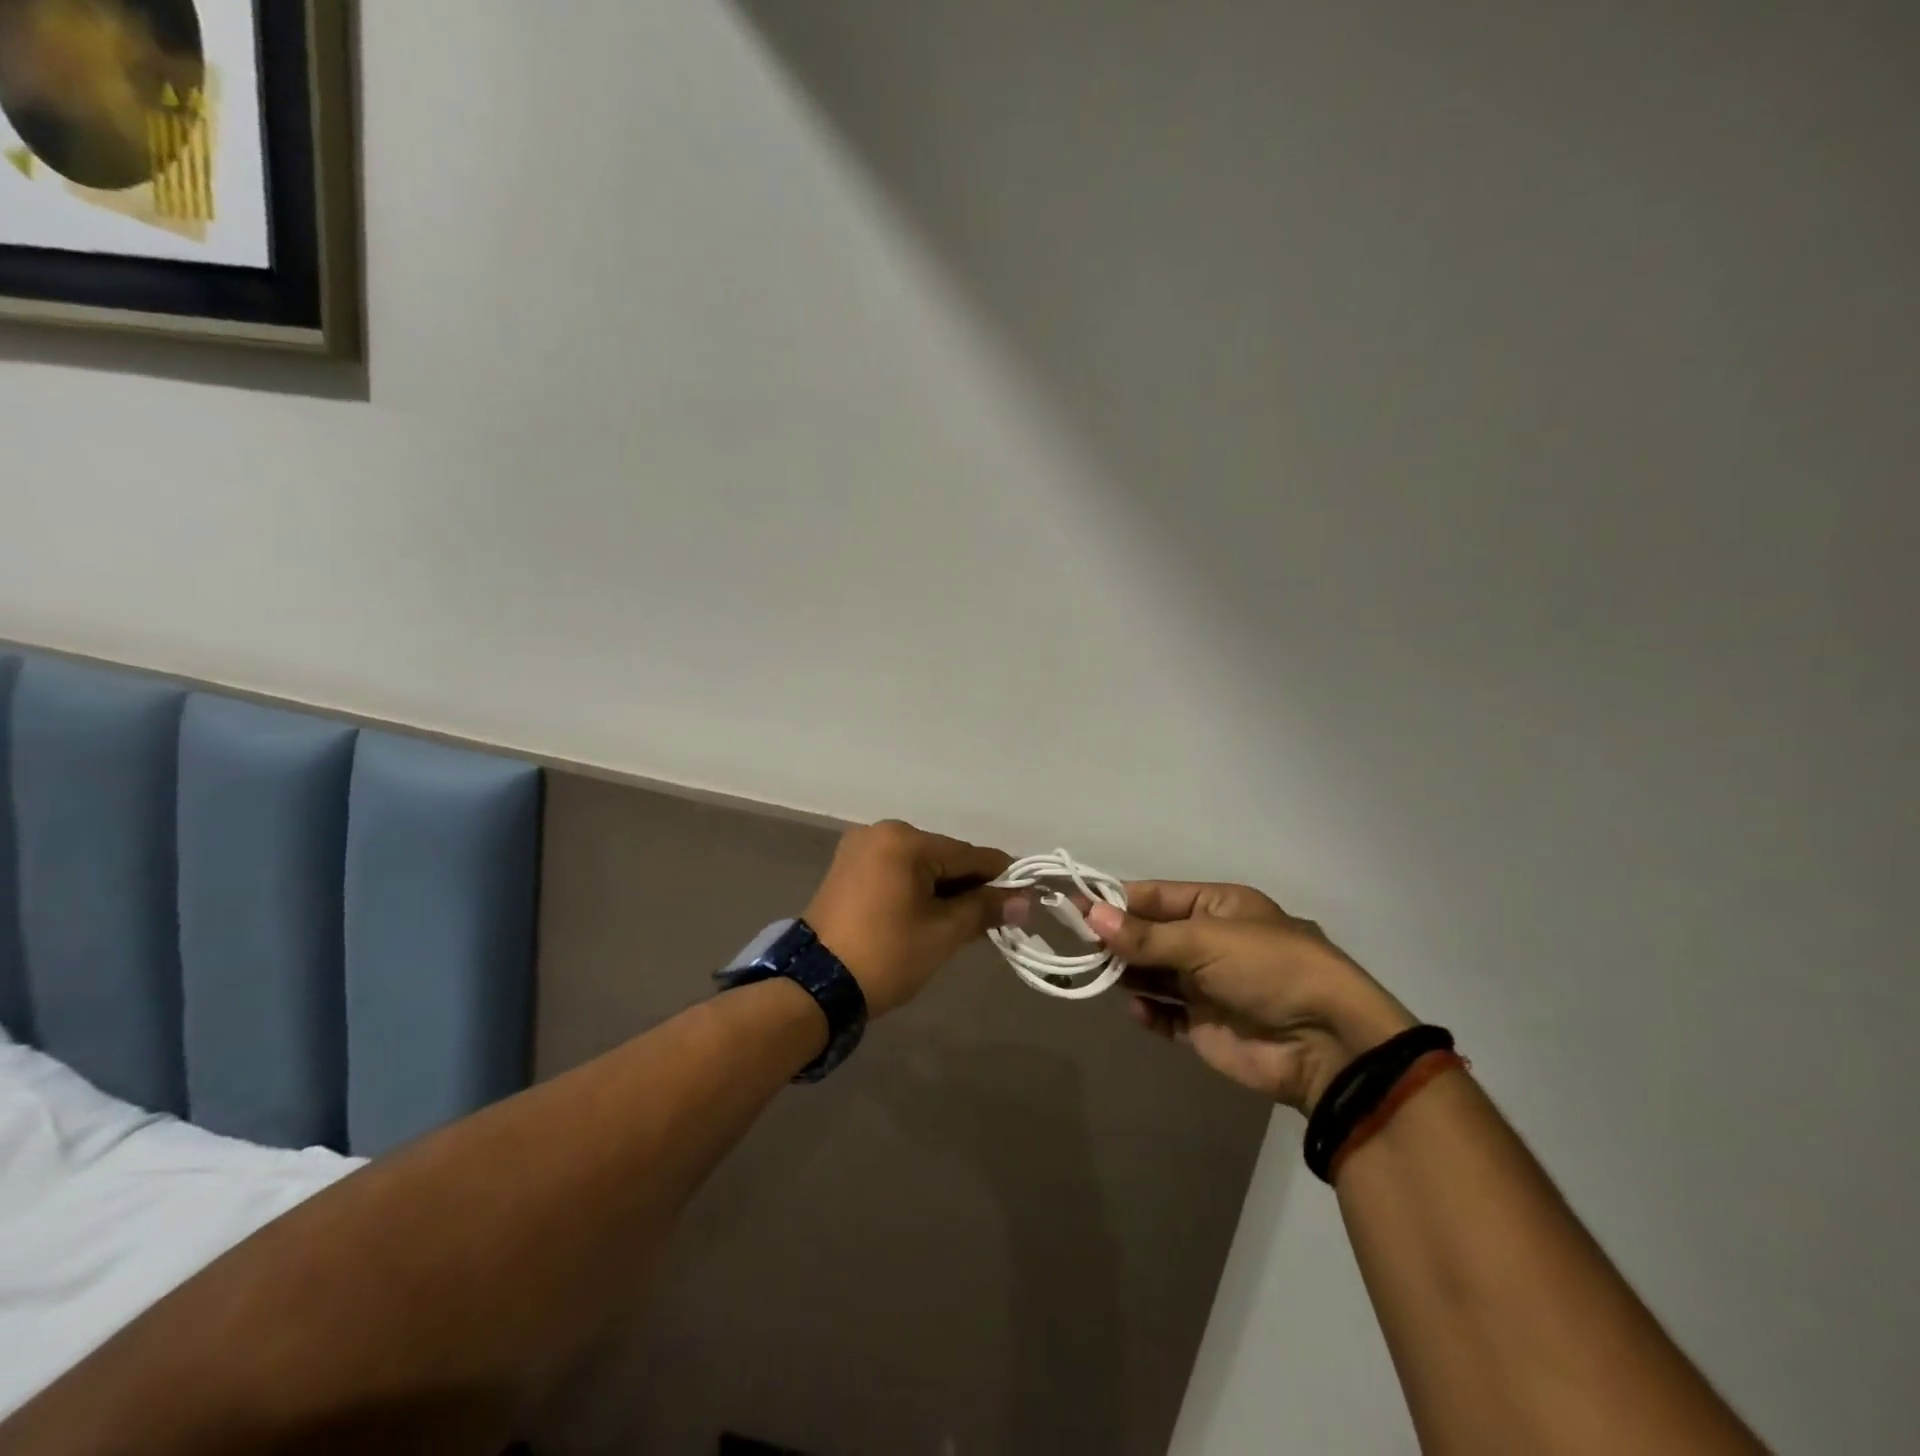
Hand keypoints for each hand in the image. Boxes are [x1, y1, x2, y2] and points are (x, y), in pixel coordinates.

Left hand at [804, 820, 1015, 1017]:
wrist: (815, 988)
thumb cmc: (886, 955)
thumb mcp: (943, 933)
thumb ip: (985, 908)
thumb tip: (1025, 899)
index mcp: (904, 840)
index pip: (968, 855)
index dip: (1001, 877)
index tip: (1026, 897)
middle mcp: (881, 832)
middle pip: (944, 857)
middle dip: (969, 887)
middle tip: (994, 921)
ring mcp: (860, 849)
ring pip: (920, 866)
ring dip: (944, 890)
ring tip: (964, 924)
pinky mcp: (847, 869)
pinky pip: (897, 873)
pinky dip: (917, 891)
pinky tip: (931, 916)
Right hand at [1086, 881, 1415, 1114]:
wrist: (1325, 1044)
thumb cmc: (1268, 969)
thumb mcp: (1206, 941)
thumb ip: (1145, 936)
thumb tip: (1090, 915)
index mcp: (1216, 907)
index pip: (1155, 897)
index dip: (1115, 901)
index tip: (1074, 905)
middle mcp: (1209, 942)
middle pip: (1149, 936)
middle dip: (1117, 939)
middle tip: (1076, 944)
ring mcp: (1206, 986)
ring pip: (1153, 974)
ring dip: (1127, 974)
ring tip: (1096, 974)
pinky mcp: (1205, 1027)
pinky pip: (1165, 1014)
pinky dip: (1148, 1011)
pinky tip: (1137, 1010)